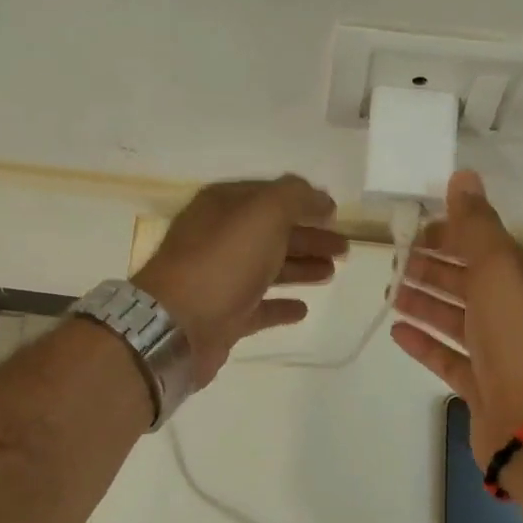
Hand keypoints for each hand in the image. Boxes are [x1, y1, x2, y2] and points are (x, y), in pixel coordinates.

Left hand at [135, 175, 348, 386]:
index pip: (268, 196)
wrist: (178, 326)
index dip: (303, 202)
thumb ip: (295, 197)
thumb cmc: (222, 262)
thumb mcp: (263, 213)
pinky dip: (281, 306)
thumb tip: (319, 198)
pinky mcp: (224, 317)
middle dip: (309, 237)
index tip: (335, 213)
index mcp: (223, 207)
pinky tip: (303, 308)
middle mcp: (219, 239)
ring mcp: (220, 280)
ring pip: (268, 269)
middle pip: (272, 234)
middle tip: (345, 248)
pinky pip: (259, 307)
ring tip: (332, 272)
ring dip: (300, 267)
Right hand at [390, 171, 522, 469]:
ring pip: (459, 321)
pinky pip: (450, 359)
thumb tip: (463, 176)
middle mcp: (522, 316)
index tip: (417, 230)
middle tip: (395, 262)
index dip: (454, 235)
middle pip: (472, 284)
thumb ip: (477, 225)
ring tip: (390, 294)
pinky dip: (426, 343)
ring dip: (426, 304)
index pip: (490, 248)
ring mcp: (504, 356)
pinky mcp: (485, 388)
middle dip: (435, 269)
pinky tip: (398, 332)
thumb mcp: (500, 269)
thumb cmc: (520, 337)